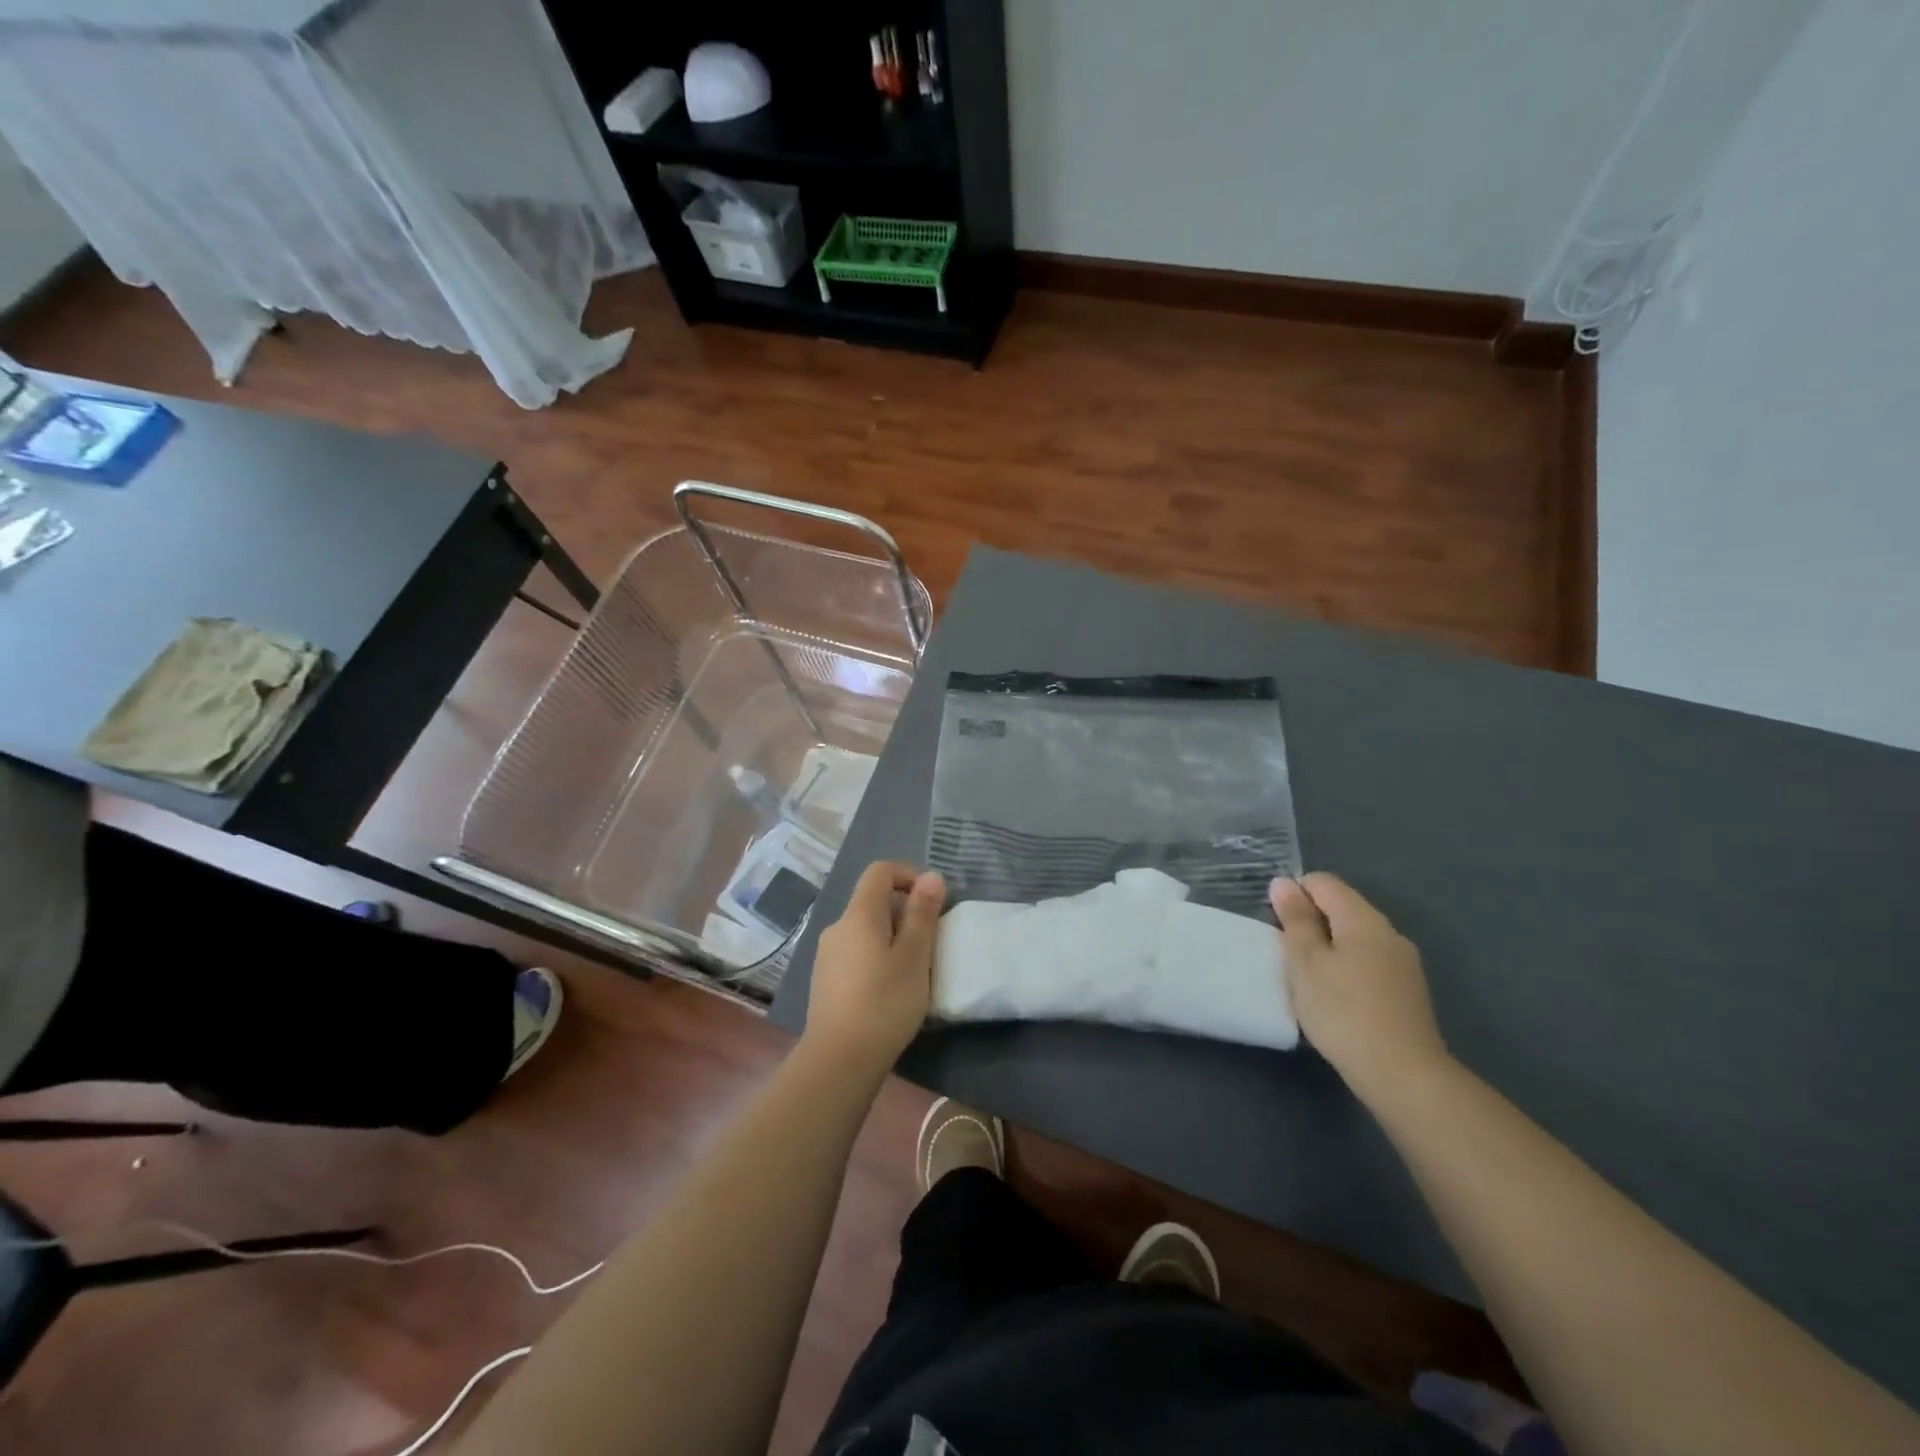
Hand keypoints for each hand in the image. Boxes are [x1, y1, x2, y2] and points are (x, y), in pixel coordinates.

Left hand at [805, 861, 945, 1071]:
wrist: (838, 1060)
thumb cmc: (884, 1003)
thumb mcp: (914, 956)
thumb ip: (922, 913)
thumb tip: (931, 876)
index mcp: (858, 914)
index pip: (880, 871)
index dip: (909, 875)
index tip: (932, 902)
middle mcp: (837, 927)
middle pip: (873, 900)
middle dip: (905, 911)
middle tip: (930, 943)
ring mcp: (827, 955)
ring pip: (866, 929)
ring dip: (893, 936)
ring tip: (914, 969)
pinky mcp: (826, 980)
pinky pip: (856, 952)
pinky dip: (877, 956)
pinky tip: (890, 989)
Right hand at [1271, 872, 1449, 1102]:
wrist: (1403, 1075)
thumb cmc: (1343, 1011)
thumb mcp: (1306, 962)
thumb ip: (1295, 920)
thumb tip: (1284, 883)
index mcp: (1363, 919)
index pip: (1324, 883)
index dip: (1294, 894)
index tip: (1277, 926)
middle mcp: (1389, 933)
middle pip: (1342, 907)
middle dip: (1311, 921)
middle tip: (1287, 955)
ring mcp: (1403, 963)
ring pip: (1355, 937)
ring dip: (1328, 947)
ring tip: (1308, 978)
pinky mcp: (1407, 991)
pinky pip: (1369, 962)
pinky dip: (1346, 967)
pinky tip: (1335, 997)